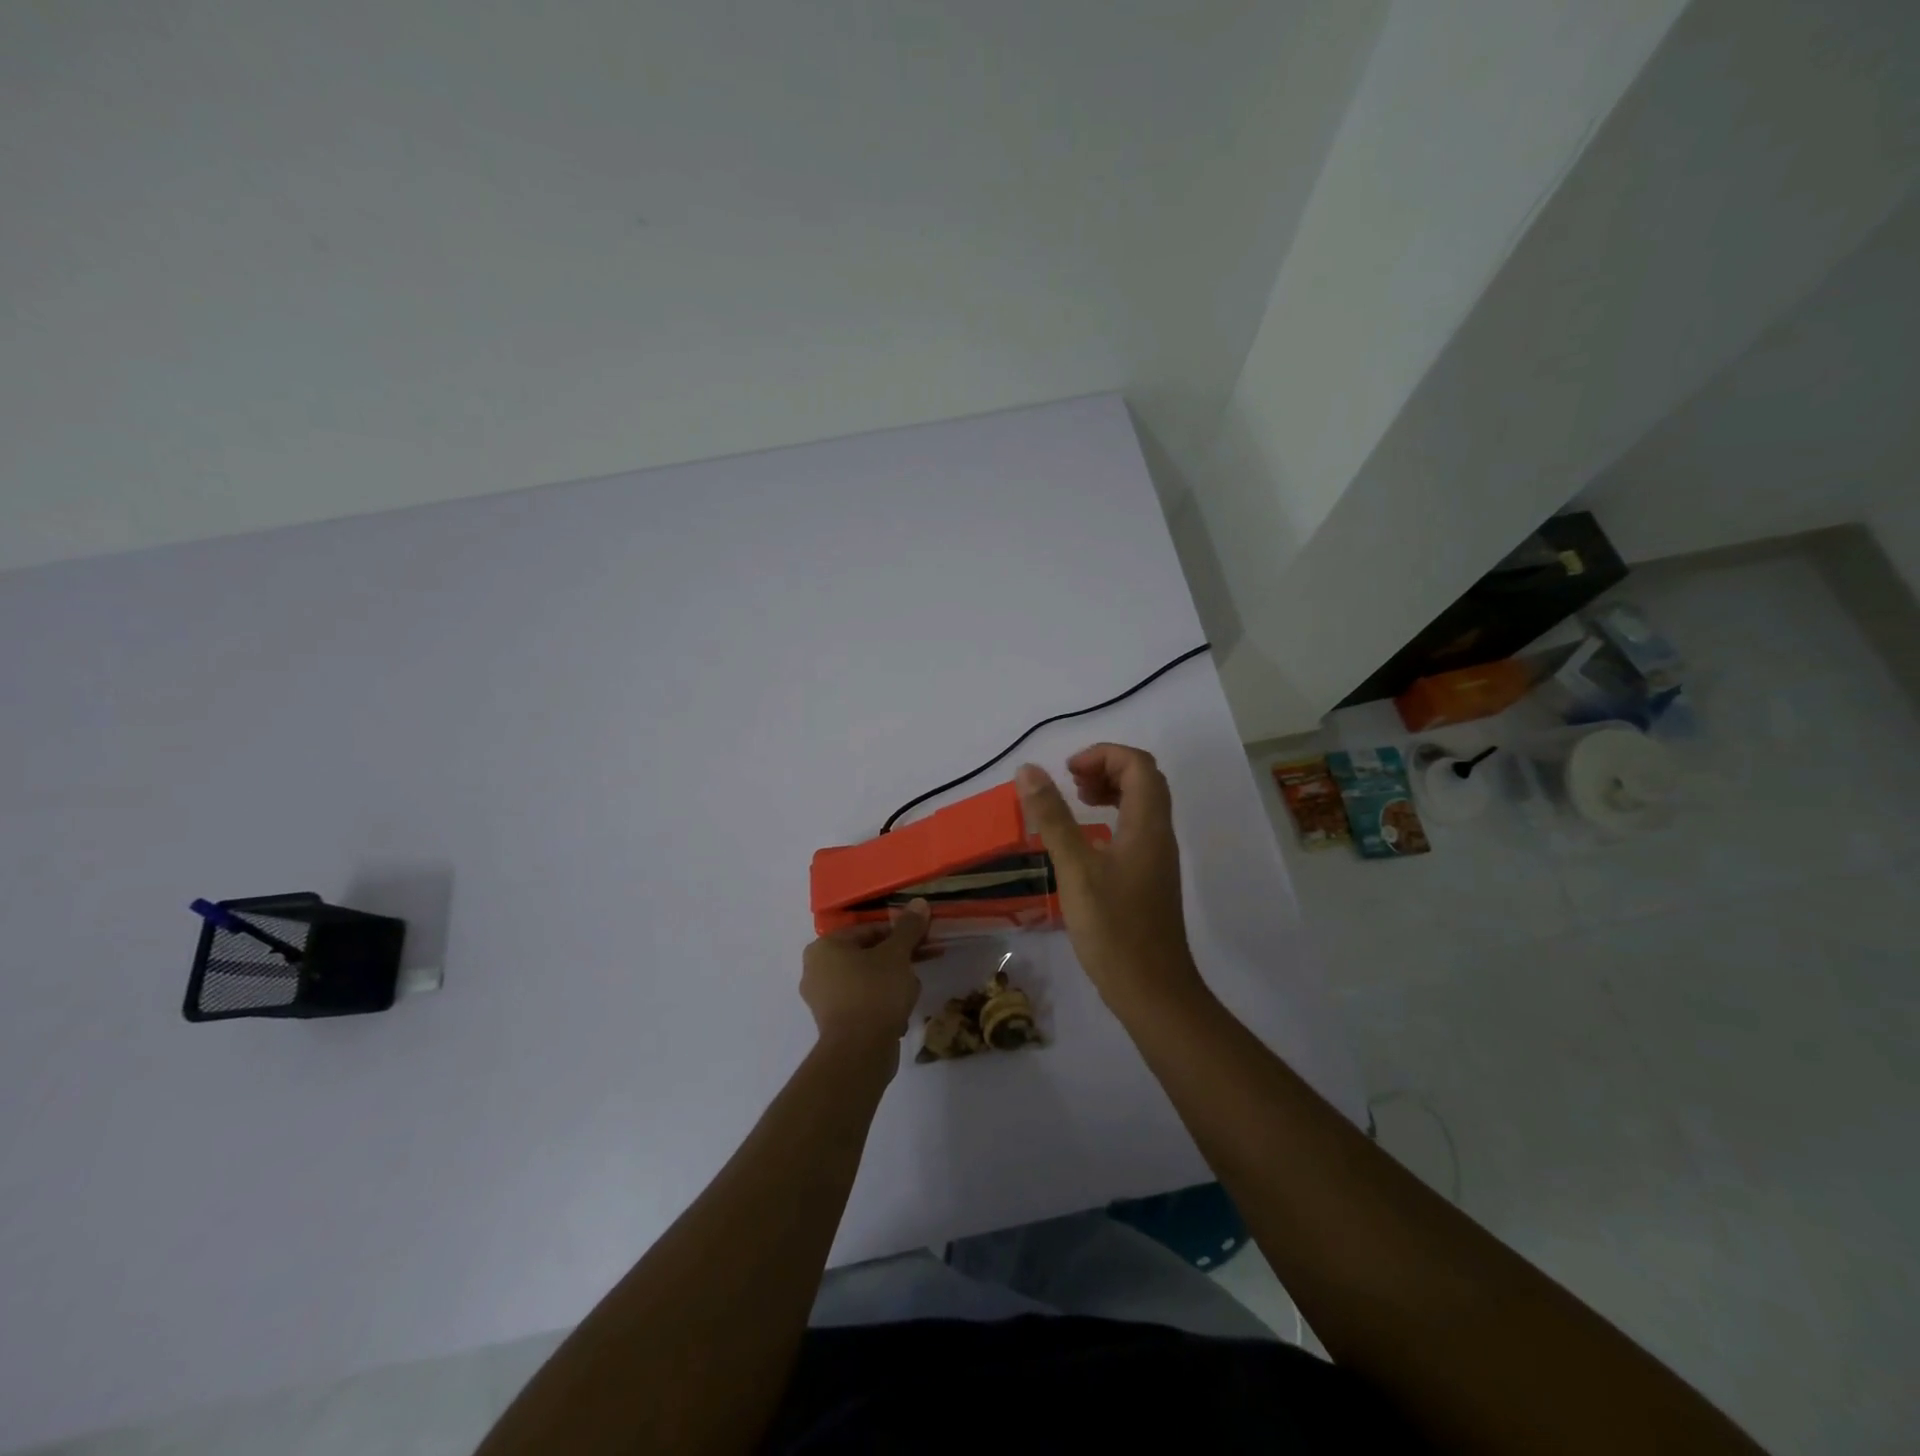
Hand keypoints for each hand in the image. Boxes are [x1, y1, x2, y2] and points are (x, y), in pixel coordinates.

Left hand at [800, 900, 931, 1063]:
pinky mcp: (832, 1024)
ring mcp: (822, 999)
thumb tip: (919, 902)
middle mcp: (815, 970)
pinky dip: (880, 1005)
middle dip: (897, 960)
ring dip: (892, 984)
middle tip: (921, 964)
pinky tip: (899, 1016)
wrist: (860, 1052)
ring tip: (911, 994)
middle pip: (867, 955)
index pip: (868, 930)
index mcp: (824, 947)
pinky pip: (861, 1004)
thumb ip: (908, 928)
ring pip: (866, 980)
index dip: (899, 934)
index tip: (922, 941)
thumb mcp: (897, 955)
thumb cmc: (875, 992)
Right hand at [1016, 745, 1203, 1012]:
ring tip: (1076, 802)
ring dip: (1110, 792)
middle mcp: (1158, 835)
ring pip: (1141, 805)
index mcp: (1147, 825)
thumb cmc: (1113, 928)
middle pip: (1144, 780)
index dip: (1103, 755)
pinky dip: (1111, 819)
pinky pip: (1134, 829)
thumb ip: (1052, 818)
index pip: (1138, 765)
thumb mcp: (1075, 869)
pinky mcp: (1149, 879)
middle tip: (1070, 783)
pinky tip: (1085, 841)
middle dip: (1106, 769)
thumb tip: (1029, 770)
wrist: (1151, 990)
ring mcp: (1157, 858)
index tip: (1067, 771)